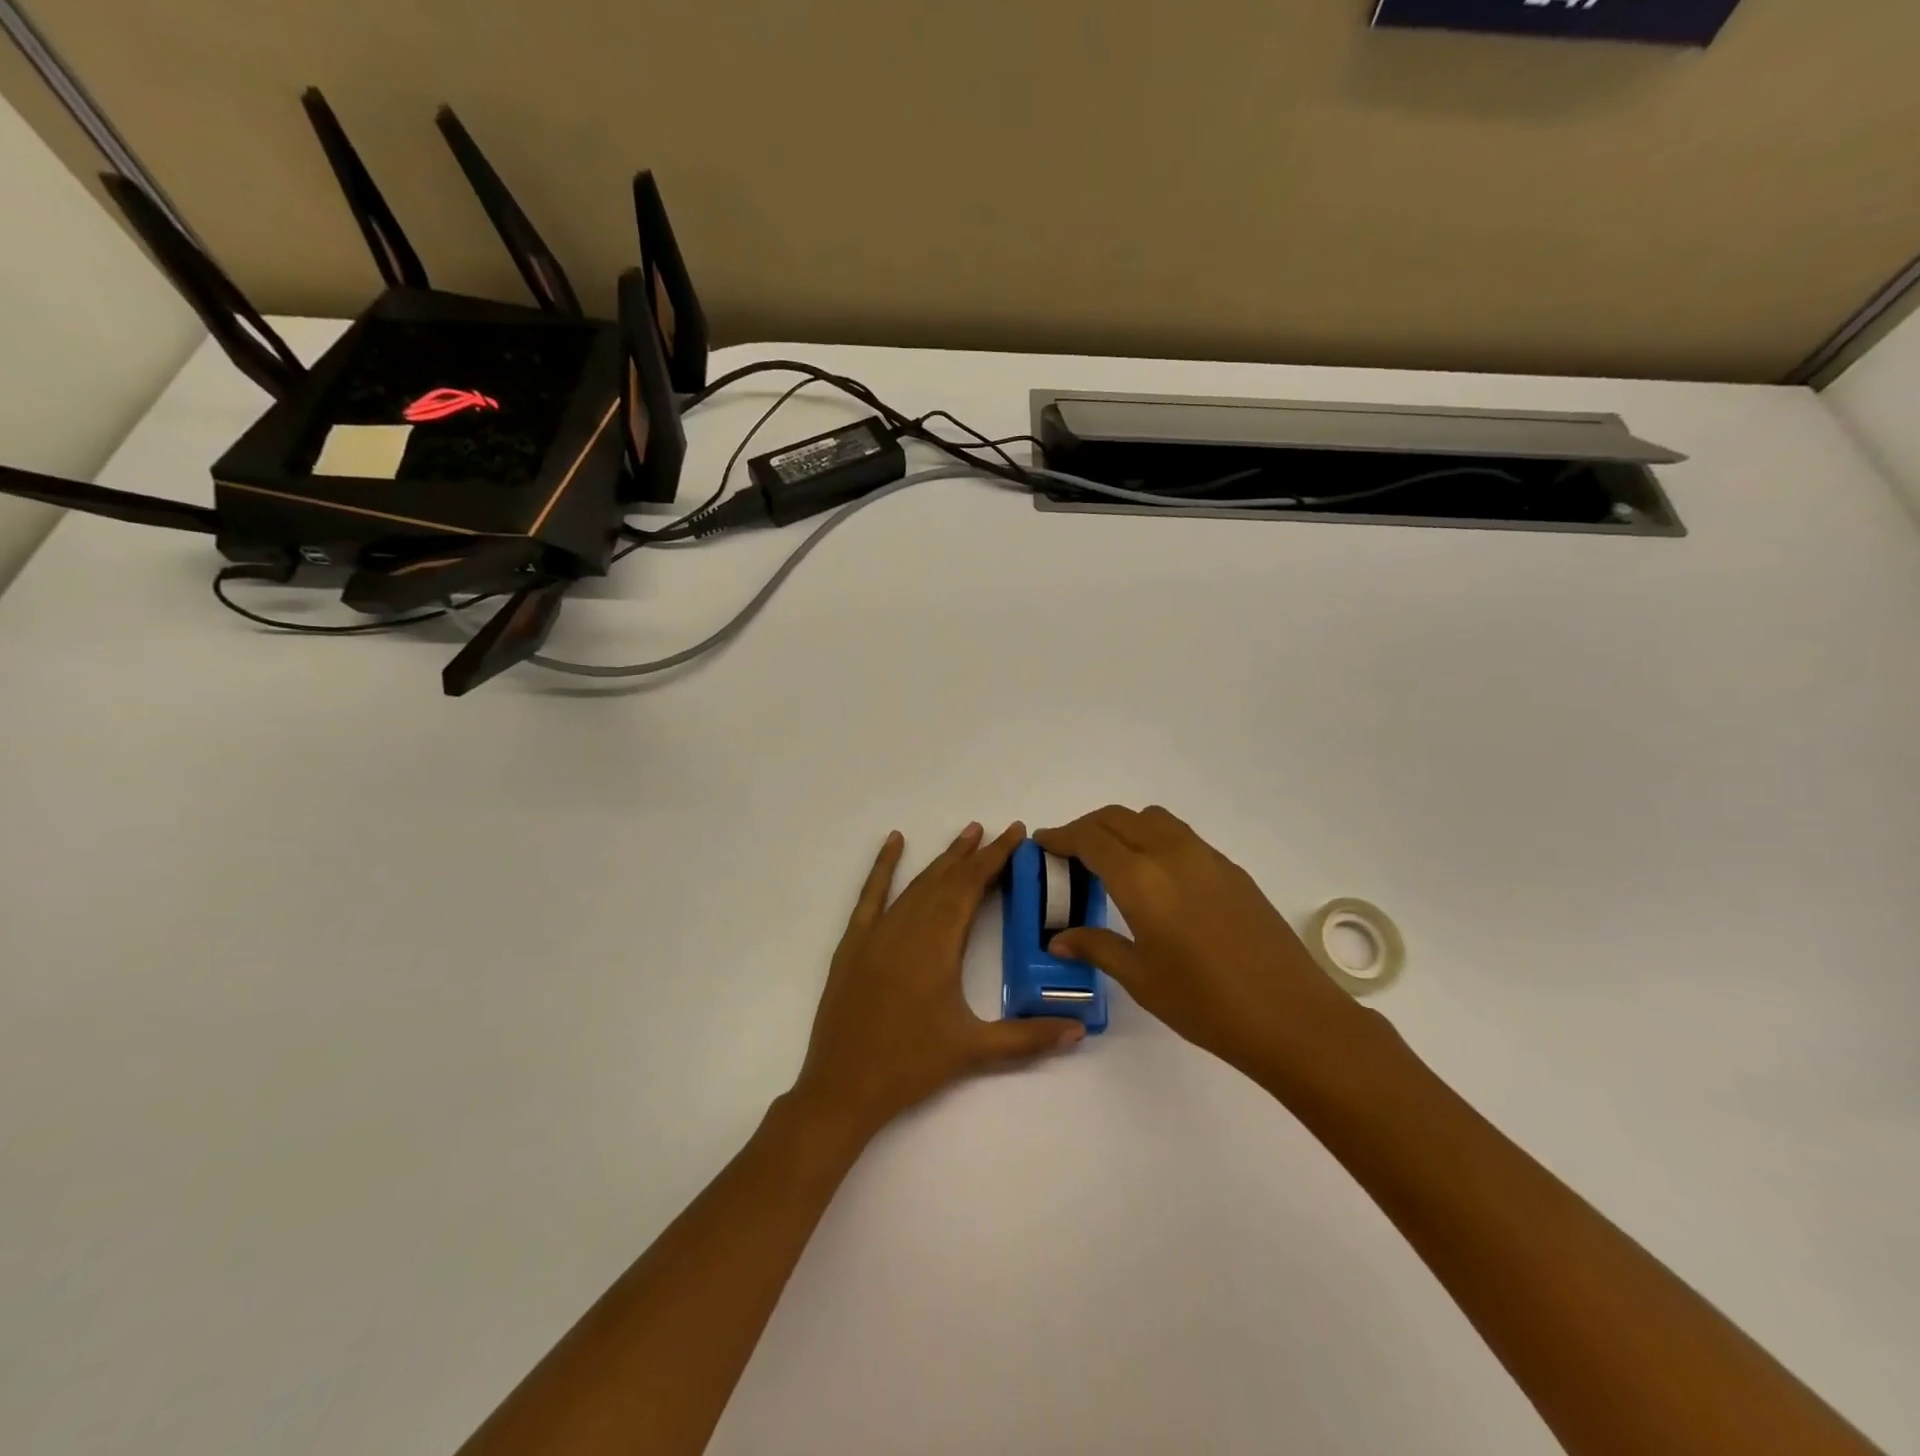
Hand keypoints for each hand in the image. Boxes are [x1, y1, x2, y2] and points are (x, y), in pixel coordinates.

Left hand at [791, 822, 1086, 1139]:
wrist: (842, 1089)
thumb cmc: (911, 1067)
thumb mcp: (974, 1051)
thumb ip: (1029, 1037)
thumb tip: (1080, 1030)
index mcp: (937, 944)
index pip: (971, 887)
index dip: (995, 858)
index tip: (1016, 833)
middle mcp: (906, 927)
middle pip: (947, 879)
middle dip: (976, 854)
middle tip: (1001, 832)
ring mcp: (876, 932)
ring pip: (916, 884)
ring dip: (943, 859)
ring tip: (968, 834)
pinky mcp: (854, 943)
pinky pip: (870, 895)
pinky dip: (882, 866)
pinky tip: (894, 842)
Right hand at [1037, 806, 1374, 1091]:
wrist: (1291, 1016)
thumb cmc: (1205, 1003)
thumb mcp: (1141, 978)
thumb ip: (1097, 946)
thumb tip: (1060, 938)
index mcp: (1141, 879)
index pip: (1090, 838)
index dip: (1061, 837)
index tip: (1042, 843)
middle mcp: (1171, 854)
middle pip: (1118, 818)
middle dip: (1087, 827)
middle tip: (1069, 852)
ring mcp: (1206, 857)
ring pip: (1152, 819)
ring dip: (1122, 827)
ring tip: (1111, 860)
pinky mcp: (1231, 869)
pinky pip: (1179, 836)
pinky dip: (1153, 839)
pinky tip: (1155, 878)